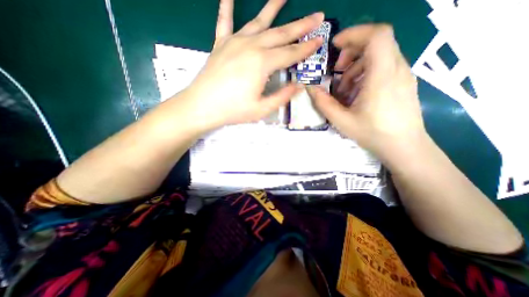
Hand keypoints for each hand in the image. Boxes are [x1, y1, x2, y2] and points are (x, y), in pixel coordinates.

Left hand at [178, 0, 322, 130]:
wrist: (202, 106)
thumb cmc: (233, 110)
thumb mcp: (261, 109)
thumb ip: (282, 97)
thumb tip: (298, 87)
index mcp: (262, 63)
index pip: (290, 54)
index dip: (306, 49)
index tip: (320, 41)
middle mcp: (251, 46)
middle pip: (281, 33)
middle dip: (301, 26)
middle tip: (317, 16)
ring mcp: (234, 42)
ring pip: (259, 21)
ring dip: (273, 7)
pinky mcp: (221, 44)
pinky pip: (225, 21)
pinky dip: (227, 6)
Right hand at [309, 24, 426, 163]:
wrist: (404, 147)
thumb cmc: (373, 133)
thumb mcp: (342, 120)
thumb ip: (323, 103)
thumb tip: (310, 89)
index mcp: (382, 75)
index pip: (376, 35)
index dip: (354, 34)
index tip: (335, 46)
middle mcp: (397, 68)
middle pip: (376, 43)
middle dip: (351, 52)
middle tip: (337, 70)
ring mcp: (403, 75)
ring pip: (379, 55)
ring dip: (356, 67)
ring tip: (344, 89)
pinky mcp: (403, 82)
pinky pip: (383, 67)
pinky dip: (365, 74)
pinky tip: (356, 94)